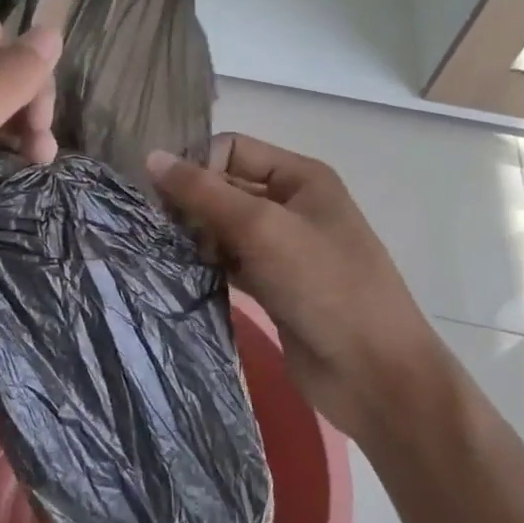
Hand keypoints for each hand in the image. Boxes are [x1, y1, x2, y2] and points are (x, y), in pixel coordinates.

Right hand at [148, 134, 445, 437]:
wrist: (372, 373)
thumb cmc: (324, 286)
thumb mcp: (262, 228)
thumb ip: (204, 192)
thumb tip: (151, 157)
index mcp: (300, 177)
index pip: (231, 149)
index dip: (196, 166)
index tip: (161, 197)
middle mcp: (290, 204)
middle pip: (225, 186)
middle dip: (190, 202)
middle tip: (155, 227)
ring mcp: (282, 247)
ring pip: (222, 226)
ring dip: (193, 235)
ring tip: (161, 251)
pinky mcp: (271, 284)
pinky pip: (227, 260)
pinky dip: (204, 263)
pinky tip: (177, 273)